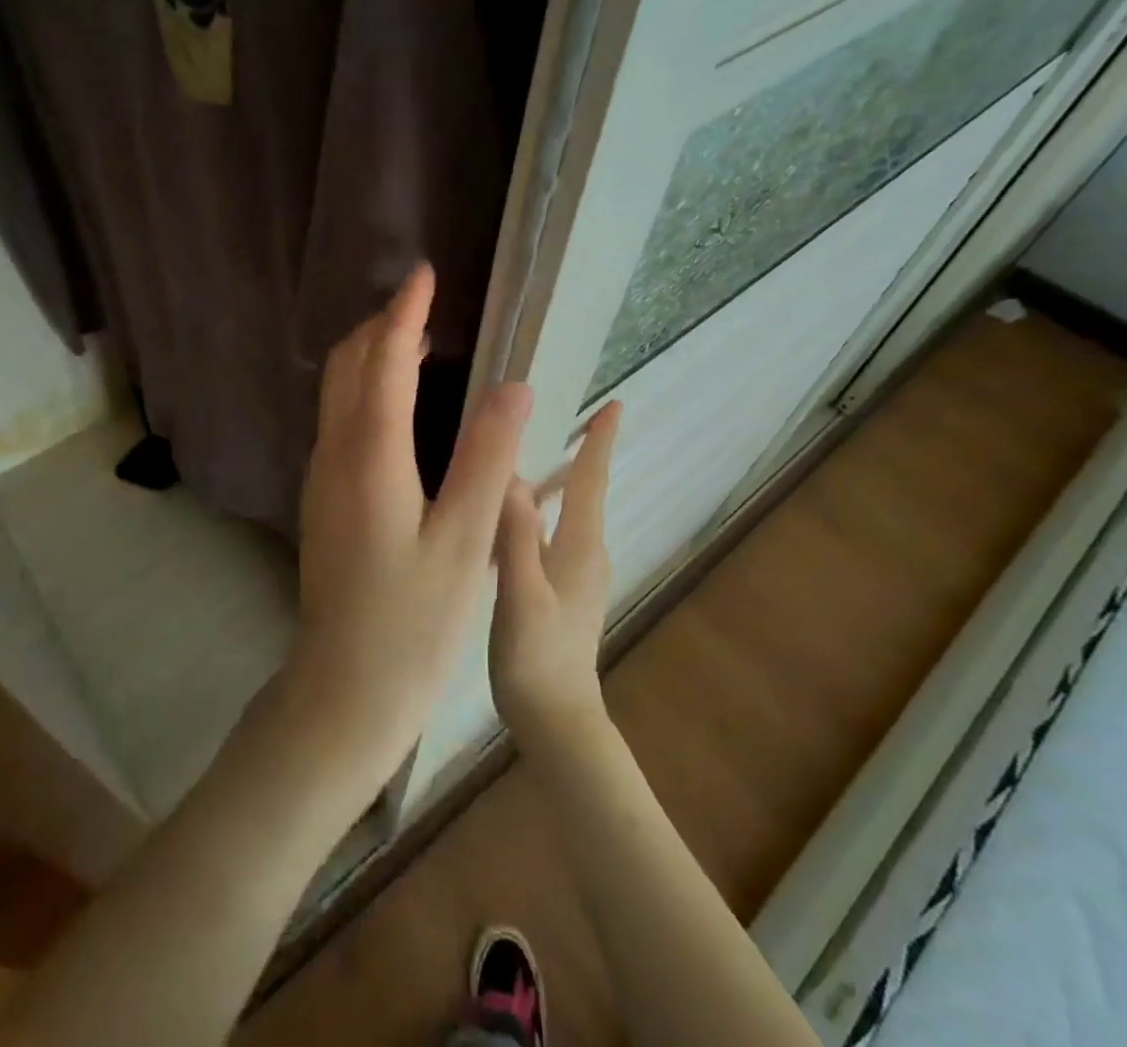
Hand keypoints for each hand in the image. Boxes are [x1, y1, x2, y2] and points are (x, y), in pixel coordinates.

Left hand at [282, 263, 532, 800]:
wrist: (344, 687)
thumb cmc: (413, 621)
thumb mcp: (465, 541)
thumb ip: (486, 458)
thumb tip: (511, 386)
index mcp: (371, 457)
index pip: (386, 362)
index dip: (405, 313)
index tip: (424, 274)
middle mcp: (335, 455)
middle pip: (348, 366)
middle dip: (381, 325)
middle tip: (423, 303)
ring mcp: (322, 477)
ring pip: (337, 392)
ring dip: (370, 355)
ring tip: (414, 338)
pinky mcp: (323, 498)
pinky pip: (339, 419)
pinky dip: (364, 388)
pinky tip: (396, 404)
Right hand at [489, 400, 621, 752]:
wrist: (556, 720)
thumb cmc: (536, 658)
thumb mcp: (520, 594)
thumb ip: (516, 536)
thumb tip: (512, 474)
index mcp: (580, 547)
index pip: (591, 481)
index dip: (599, 441)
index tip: (614, 405)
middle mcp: (586, 553)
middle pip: (585, 490)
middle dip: (582, 451)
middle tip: (563, 413)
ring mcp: (577, 573)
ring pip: (570, 511)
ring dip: (562, 477)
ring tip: (537, 449)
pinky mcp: (563, 589)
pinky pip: (555, 531)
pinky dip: (544, 507)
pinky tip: (517, 509)